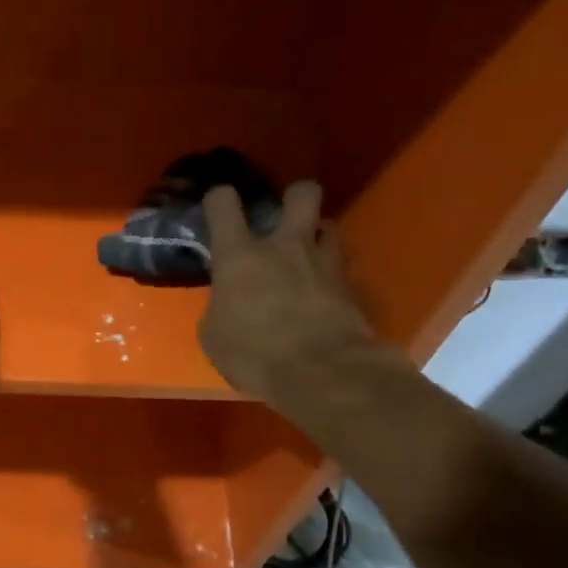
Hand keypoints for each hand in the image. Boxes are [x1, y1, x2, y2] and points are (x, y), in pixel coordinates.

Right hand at [199, 182, 378, 416]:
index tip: (218, 209)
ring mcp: (324, 262)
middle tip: (285, 217)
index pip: (222, 202)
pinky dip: (333, 275)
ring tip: (309, 257)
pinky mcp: (352, 286)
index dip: (218, 200)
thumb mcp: (215, 336)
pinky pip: (343, 267)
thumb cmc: (255, 355)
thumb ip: (221, 307)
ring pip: (330, 225)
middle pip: (301, 193)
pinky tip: (326, 294)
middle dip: (294, 197)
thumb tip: (229, 302)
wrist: (323, 374)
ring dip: (318, 237)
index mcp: (239, 256)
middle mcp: (284, 246)